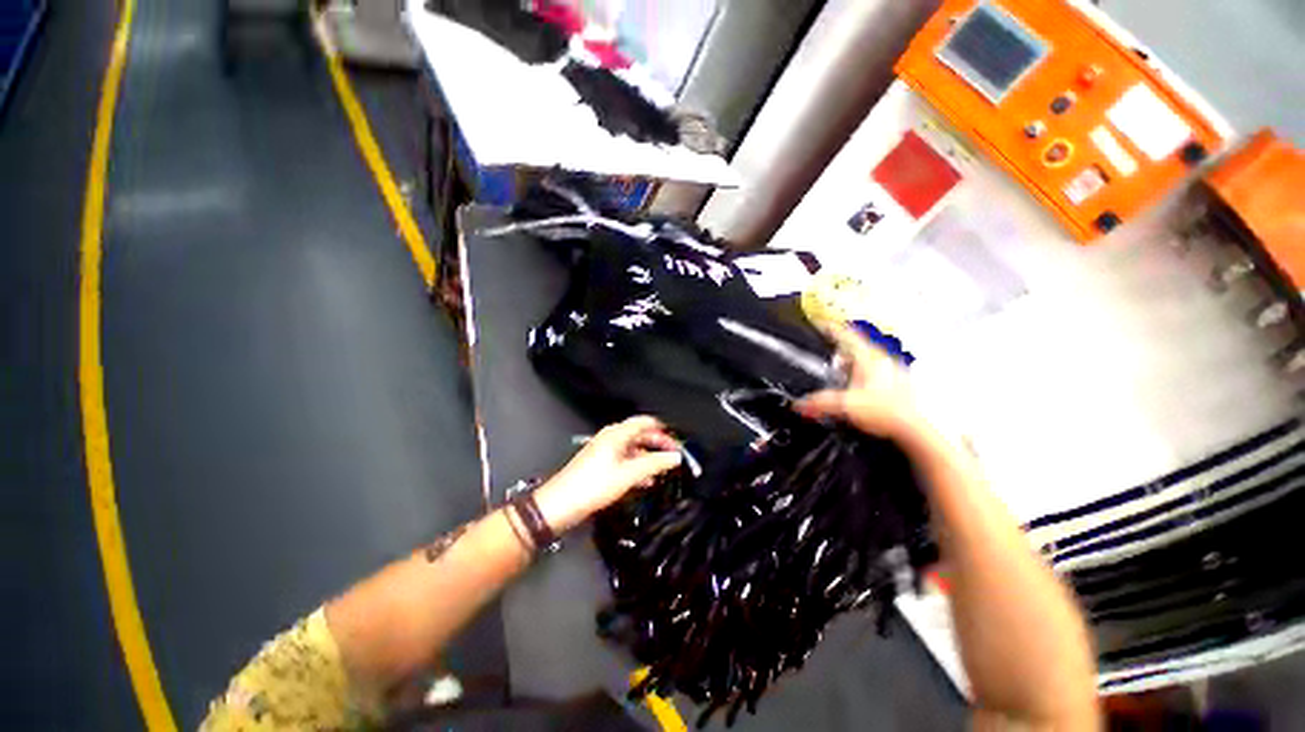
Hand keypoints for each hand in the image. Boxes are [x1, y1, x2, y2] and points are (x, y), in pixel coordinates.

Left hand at [534, 416, 682, 532]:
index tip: (677, 442)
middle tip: (674, 457)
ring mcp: (606, 450)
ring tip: (663, 471)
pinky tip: (646, 480)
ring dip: (649, 458)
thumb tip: (676, 457)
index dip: (663, 430)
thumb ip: (654, 464)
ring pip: (634, 449)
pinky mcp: (602, 464)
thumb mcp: (628, 474)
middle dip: (658, 445)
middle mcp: (612, 437)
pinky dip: (638, 467)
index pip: (645, 422)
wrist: (561, 504)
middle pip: (640, 435)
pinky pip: (625, 460)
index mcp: (617, 434)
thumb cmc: (595, 485)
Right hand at [795, 324, 925, 442]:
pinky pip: (873, 372)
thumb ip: (819, 403)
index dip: (830, 327)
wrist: (912, 428)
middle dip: (838, 350)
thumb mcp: (844, 405)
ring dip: (850, 364)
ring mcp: (890, 371)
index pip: (845, 334)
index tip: (819, 323)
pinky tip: (856, 391)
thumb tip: (800, 404)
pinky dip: (861, 377)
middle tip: (825, 356)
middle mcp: (880, 360)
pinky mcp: (895, 383)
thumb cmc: (887, 412)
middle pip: (854, 346)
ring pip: (864, 359)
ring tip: (839, 376)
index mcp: (867, 357)